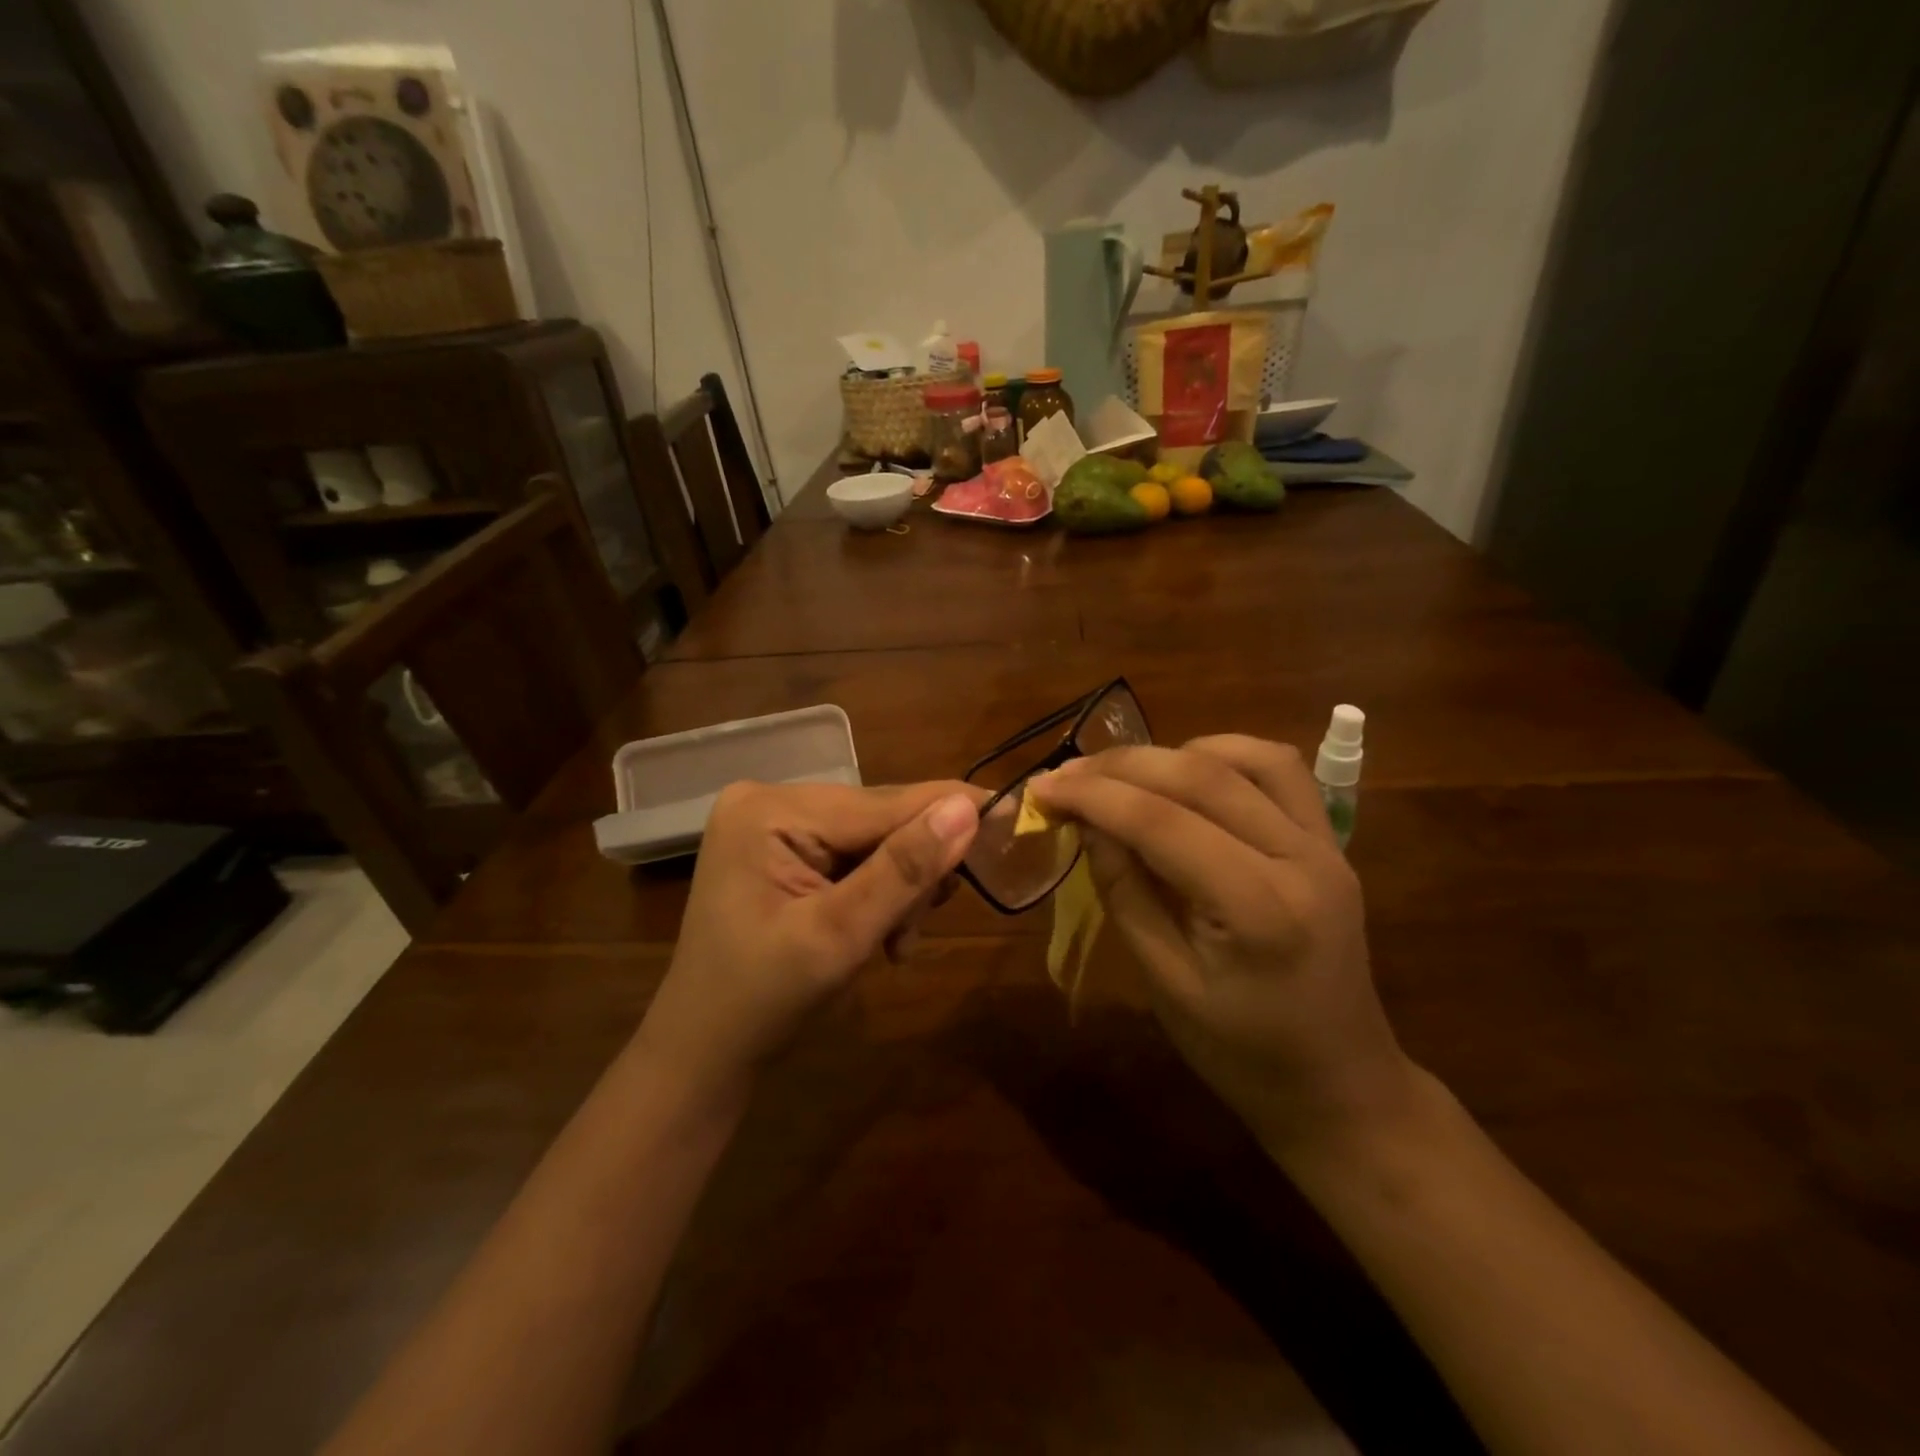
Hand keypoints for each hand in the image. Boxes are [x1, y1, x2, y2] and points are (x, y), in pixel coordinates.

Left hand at [635, 780, 979, 1102]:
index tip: (1013, 814)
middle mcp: (771, 800)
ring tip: (894, 944)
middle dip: (912, 875)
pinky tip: (878, 936)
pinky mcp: (784, 848)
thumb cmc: (762, 1003)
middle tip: (915, 933)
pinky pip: (855, 856)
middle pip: (880, 820)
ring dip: (899, 890)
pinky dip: (878, 894)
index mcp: (771, 810)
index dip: (950, 812)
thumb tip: (966, 807)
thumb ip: (903, 870)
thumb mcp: (839, 937)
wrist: (704, 1054)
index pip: (882, 804)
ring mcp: (775, 823)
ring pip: (876, 840)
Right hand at [1030, 736, 1416, 1162]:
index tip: (1041, 789)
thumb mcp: (1164, 982)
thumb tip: (1086, 821)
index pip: (1162, 822)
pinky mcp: (1330, 842)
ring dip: (1172, 753)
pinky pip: (1280, 770)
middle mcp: (1301, 860)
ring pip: (1245, 757)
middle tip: (1065, 775)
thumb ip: (1124, 891)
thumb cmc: (1241, 1053)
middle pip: (1201, 776)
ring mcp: (1325, 845)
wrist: (1340, 1085)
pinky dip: (1224, 755)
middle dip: (1120, 766)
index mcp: (1258, 909)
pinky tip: (1185, 773)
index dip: (1094, 796)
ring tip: (1121, 774)